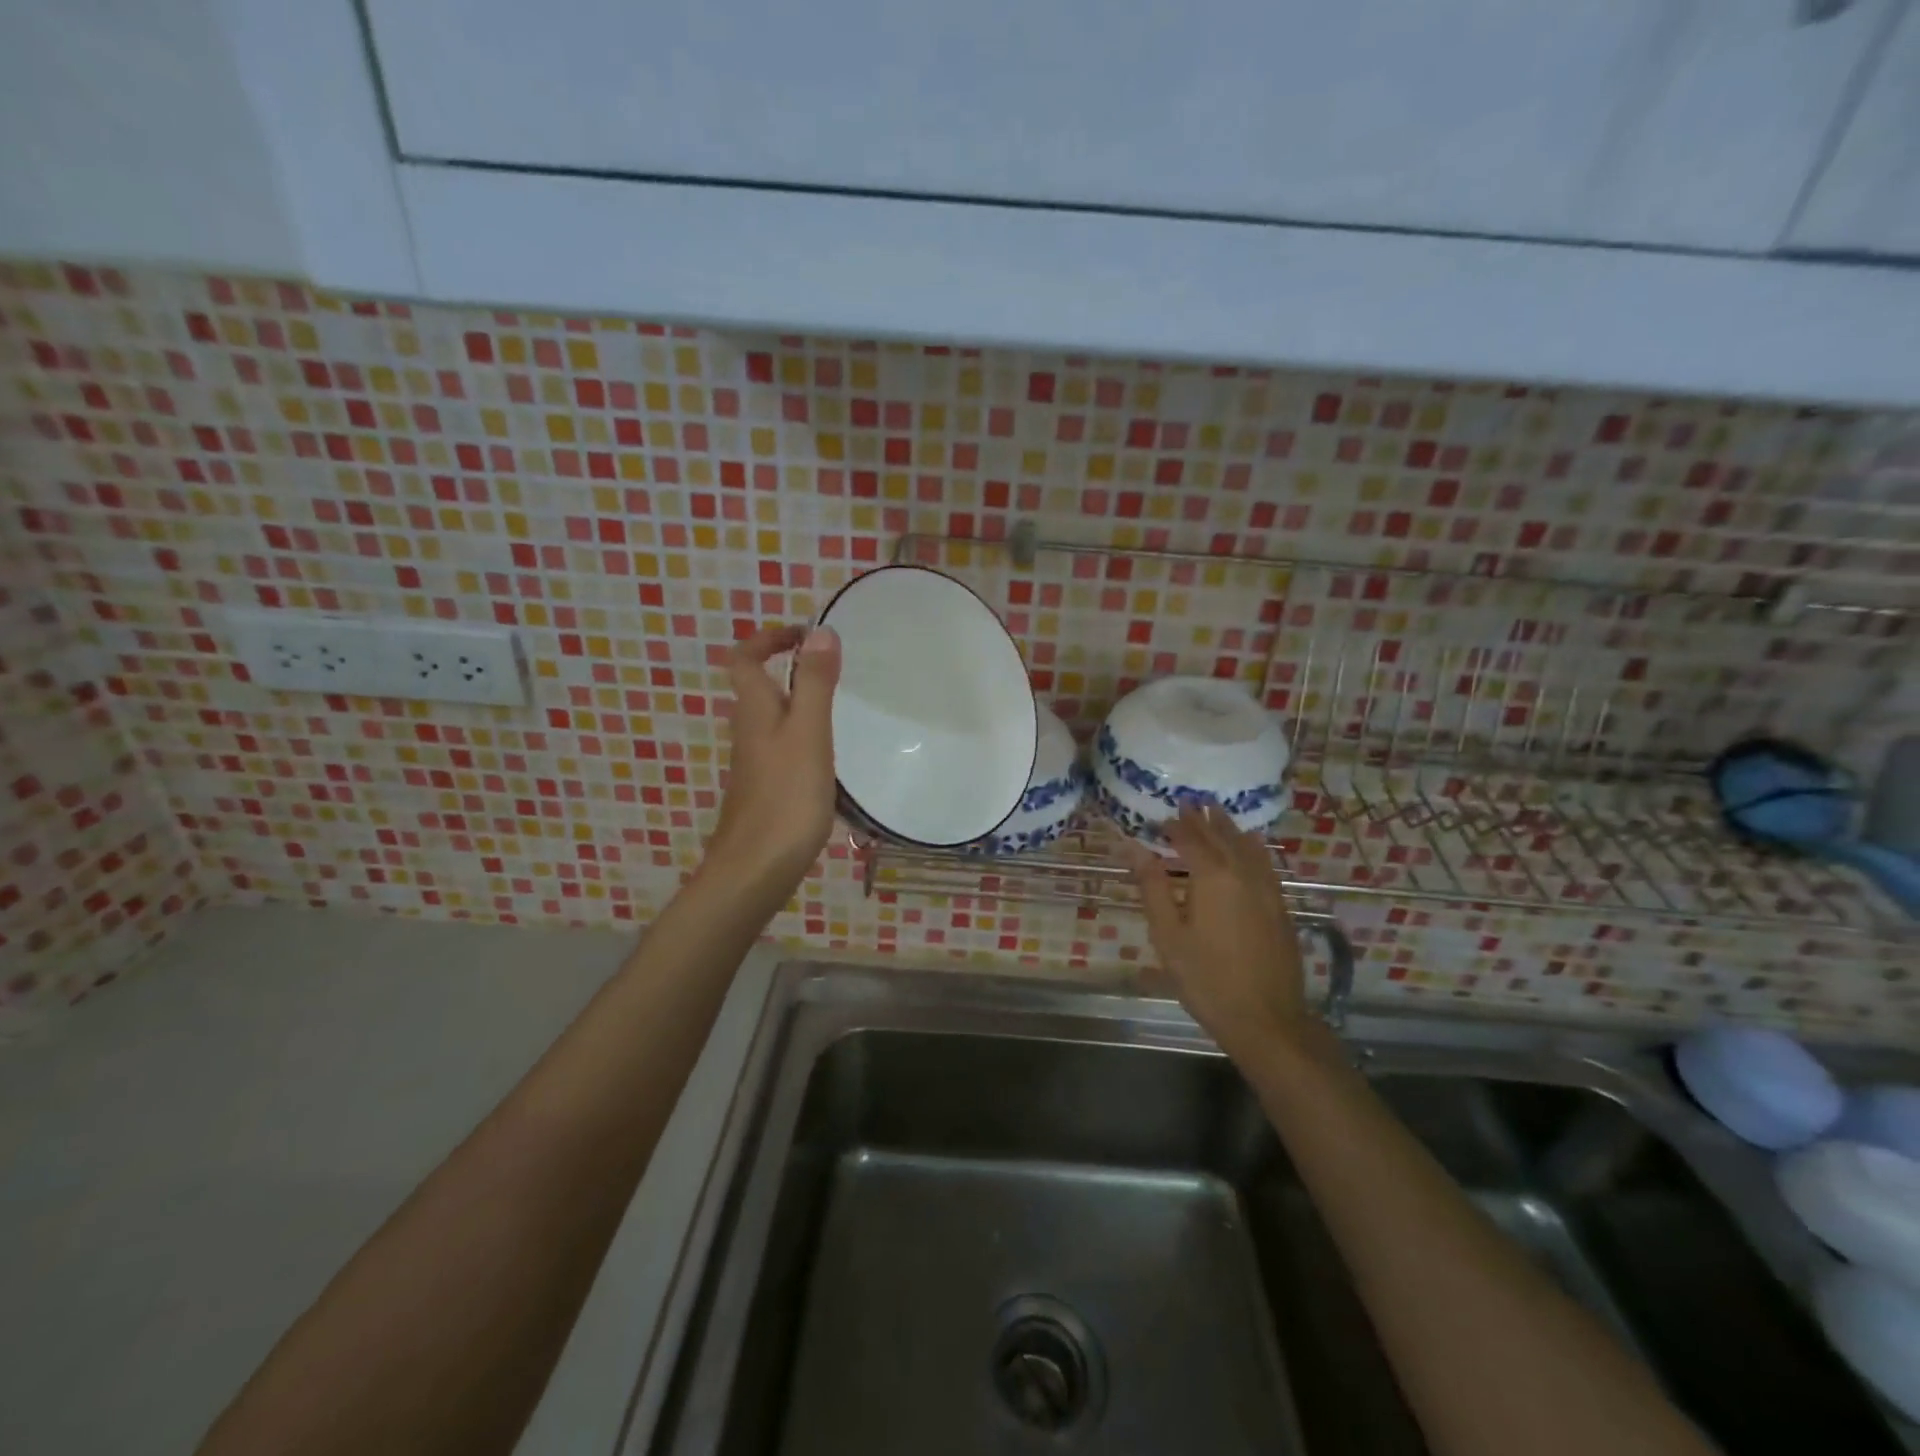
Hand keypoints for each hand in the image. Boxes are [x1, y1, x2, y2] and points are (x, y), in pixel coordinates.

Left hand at [703, 623, 840, 894]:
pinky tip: (831, 756)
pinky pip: (784, 748)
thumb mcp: (809, 733)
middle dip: (790, 669)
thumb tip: (820, 631)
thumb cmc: (786, 797)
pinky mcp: (767, 789)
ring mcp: (756, 763)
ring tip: (841, 706)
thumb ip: (815, 684)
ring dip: (800, 703)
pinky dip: (805, 737)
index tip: (806, 635)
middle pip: (759, 687)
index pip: (746, 658)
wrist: (756, 869)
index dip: (769, 639)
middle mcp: (749, 731)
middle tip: (833, 668)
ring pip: (774, 719)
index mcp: (755, 710)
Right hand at [1122, 804, 1308, 1056]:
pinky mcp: (1280, 905)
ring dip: (1228, 827)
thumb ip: (1152, 886)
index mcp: (1212, 876)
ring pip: (1246, 845)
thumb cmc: (1206, 978)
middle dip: (1202, 819)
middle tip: (1188, 802)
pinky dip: (1252, 846)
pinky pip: (1264, 862)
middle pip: (1220, 836)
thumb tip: (1133, 847)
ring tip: (1215, 812)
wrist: (1266, 1018)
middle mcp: (1242, 872)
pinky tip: (1250, 844)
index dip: (1174, 826)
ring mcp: (1267, 888)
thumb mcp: (1168, 934)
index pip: (1190, 839)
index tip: (1159, 818)